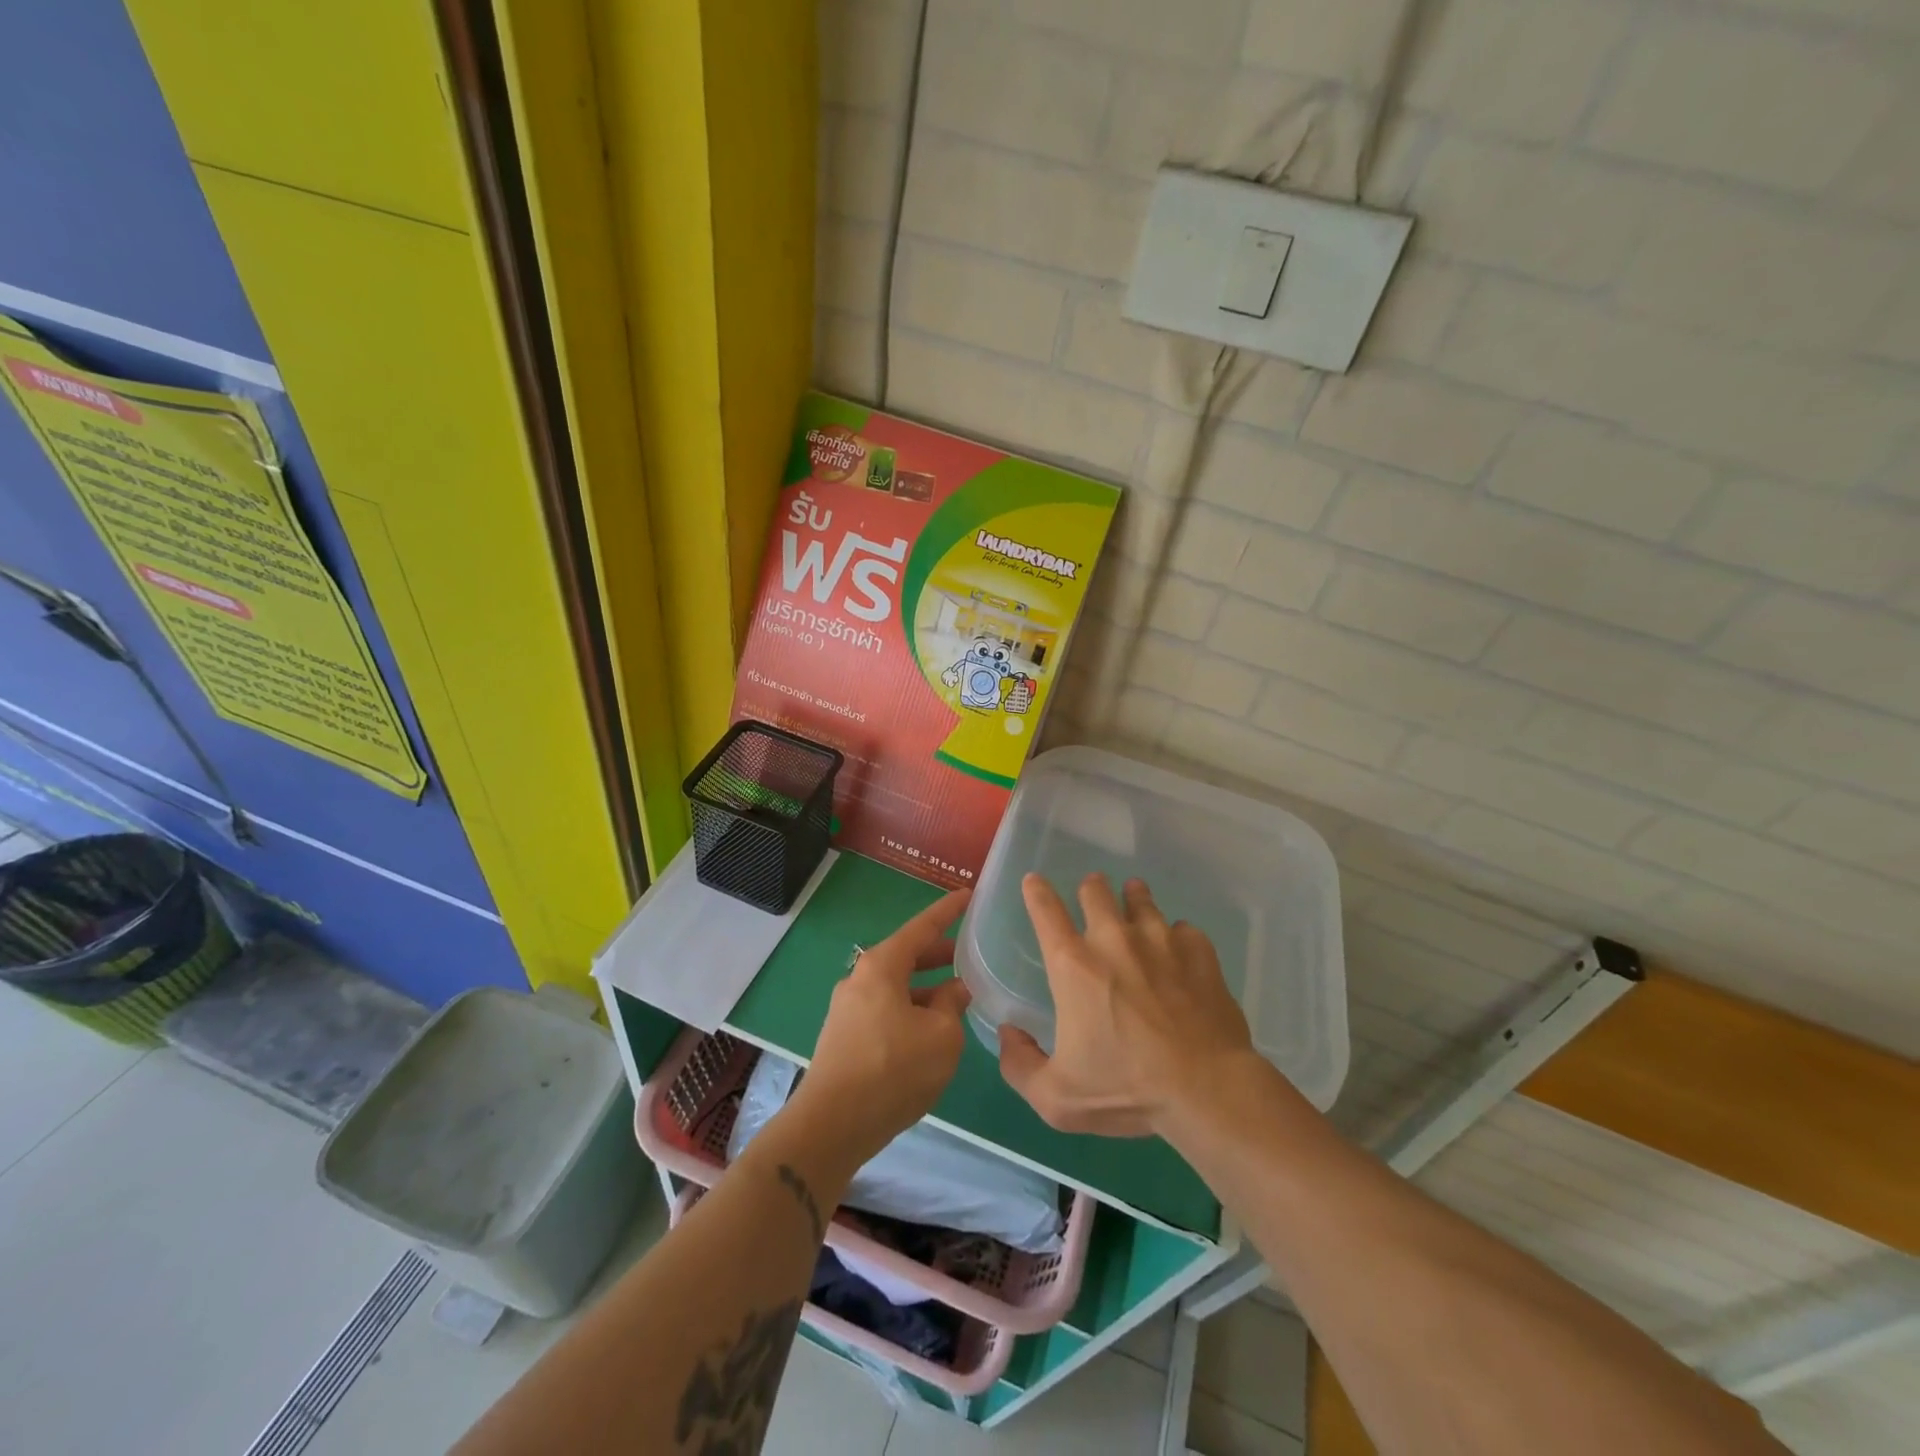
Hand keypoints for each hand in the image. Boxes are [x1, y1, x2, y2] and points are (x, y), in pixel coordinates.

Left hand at [788, 888, 972, 1165]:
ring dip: (926, 988)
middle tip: (969, 955)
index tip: (969, 894)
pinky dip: (910, 1009)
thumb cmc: (894, 1070)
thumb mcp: (942, 1036)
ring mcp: (848, 1008)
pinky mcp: (844, 1036)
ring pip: (896, 986)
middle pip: (906, 955)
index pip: (922, 927)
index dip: (948, 911)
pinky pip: (885, 1009)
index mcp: (882, 966)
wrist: (832, 1126)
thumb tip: (954, 989)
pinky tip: (929, 1031)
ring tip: (957, 998)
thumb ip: (953, 1004)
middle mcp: (860, 978)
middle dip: (939, 954)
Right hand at [998, 873, 1255, 1137]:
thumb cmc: (1127, 1090)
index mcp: (1073, 965)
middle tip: (1092, 894)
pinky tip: (1179, 951)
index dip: (1036, 891)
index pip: (1045, 910)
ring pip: (1141, 899)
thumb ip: (1020, 1065)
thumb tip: (1009, 1034)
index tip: (1034, 881)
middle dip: (1090, 889)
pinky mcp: (1199, 952)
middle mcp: (1113, 939)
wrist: (1207, 1090)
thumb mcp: (1057, 1097)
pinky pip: (1183, 929)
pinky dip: (1177, 936)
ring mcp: (1161, 940)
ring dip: (1133, 899)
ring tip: (1134, 900)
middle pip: (1096, 891)